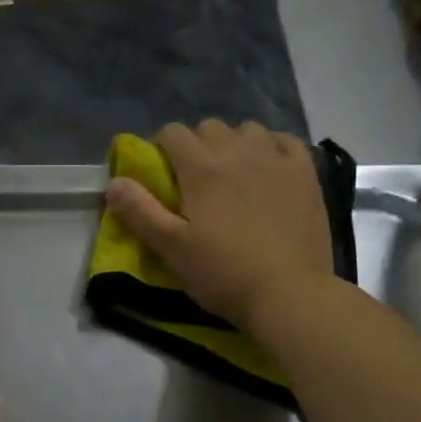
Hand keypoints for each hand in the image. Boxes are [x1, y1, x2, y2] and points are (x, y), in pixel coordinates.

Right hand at [104, 119, 337, 329]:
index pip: (173, 132)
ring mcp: (277, 159)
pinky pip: (285, 141)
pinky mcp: (306, 174)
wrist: (289, 294)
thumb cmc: (223, 274)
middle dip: (196, 145)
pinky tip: (269, 169)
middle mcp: (239, 152)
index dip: (161, 148)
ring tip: (234, 175)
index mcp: (202, 169)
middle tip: (195, 181)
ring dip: (234, 144)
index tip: (161, 174)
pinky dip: (272, 147)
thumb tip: (113, 182)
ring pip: (248, 130)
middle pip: (210, 127)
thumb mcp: (171, 249)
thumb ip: (140, 212)